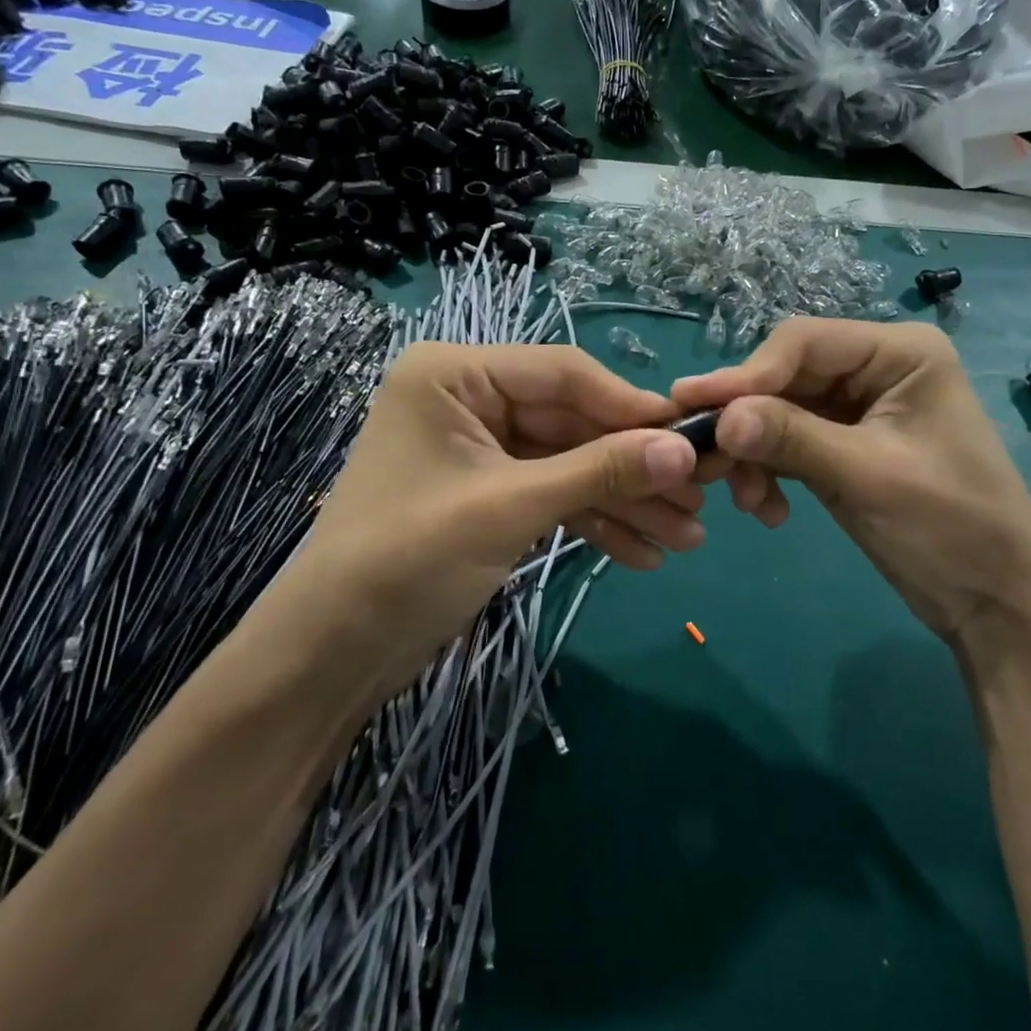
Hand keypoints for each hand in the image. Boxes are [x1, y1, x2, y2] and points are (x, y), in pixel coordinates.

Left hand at [274, 343, 702, 692]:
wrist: (331, 656)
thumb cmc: (405, 560)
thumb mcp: (510, 508)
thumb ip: (599, 472)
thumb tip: (685, 450)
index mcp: (456, 375)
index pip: (564, 374)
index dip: (631, 407)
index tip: (693, 438)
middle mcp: (471, 400)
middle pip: (574, 423)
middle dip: (633, 468)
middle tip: (698, 501)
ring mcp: (483, 449)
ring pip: (571, 463)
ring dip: (624, 501)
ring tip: (685, 539)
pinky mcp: (491, 493)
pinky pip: (554, 495)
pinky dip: (595, 522)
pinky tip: (643, 554)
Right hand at [673, 319, 1030, 649]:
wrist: (995, 603)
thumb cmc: (950, 527)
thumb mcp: (867, 476)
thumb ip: (791, 439)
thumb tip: (719, 419)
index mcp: (899, 352)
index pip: (803, 342)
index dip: (747, 374)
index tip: (695, 408)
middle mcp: (876, 368)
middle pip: (787, 377)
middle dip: (748, 421)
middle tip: (705, 459)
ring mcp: (859, 408)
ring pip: (781, 412)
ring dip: (756, 454)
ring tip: (746, 501)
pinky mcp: (846, 446)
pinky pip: (790, 444)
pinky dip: (771, 472)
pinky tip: (768, 511)